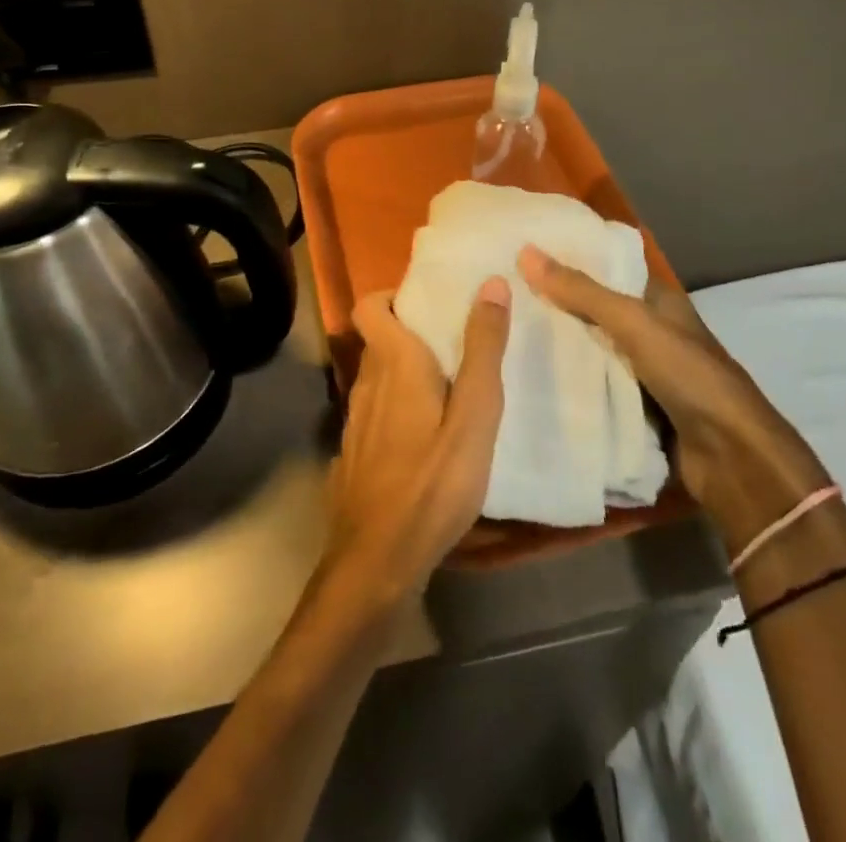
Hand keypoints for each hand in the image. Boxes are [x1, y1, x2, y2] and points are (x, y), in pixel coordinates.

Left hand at [324, 278, 510, 602]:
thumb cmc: (434, 482)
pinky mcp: (355, 454)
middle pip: (379, 340)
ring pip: (377, 378)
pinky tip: (424, 437)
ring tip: (447, 387)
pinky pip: (375, 413)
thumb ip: (482, 349)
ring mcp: (356, 421)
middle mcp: (367, 382)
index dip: (392, 295)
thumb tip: (490, 283)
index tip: (429, 301)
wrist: (378, 561)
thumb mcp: (474, 415)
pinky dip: (396, 408)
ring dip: (405, 373)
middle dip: (411, 332)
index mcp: (393, 363)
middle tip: (455, 342)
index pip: (369, 305)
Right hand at [516, 245, 827, 550]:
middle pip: (595, 309)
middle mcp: (650, 330)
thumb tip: (526, 252)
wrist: (732, 457)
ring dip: (559, 345)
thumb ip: (582, 291)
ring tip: (505, 331)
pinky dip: (569, 381)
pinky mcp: (634, 406)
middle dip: (555, 303)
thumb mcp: (634, 323)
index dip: (570, 258)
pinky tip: (529, 375)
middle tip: (502, 293)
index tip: (522, 253)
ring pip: (592, 349)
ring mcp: (643, 371)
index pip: (607, 268)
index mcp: (658, 301)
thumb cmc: (688, 375)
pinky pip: (594, 385)